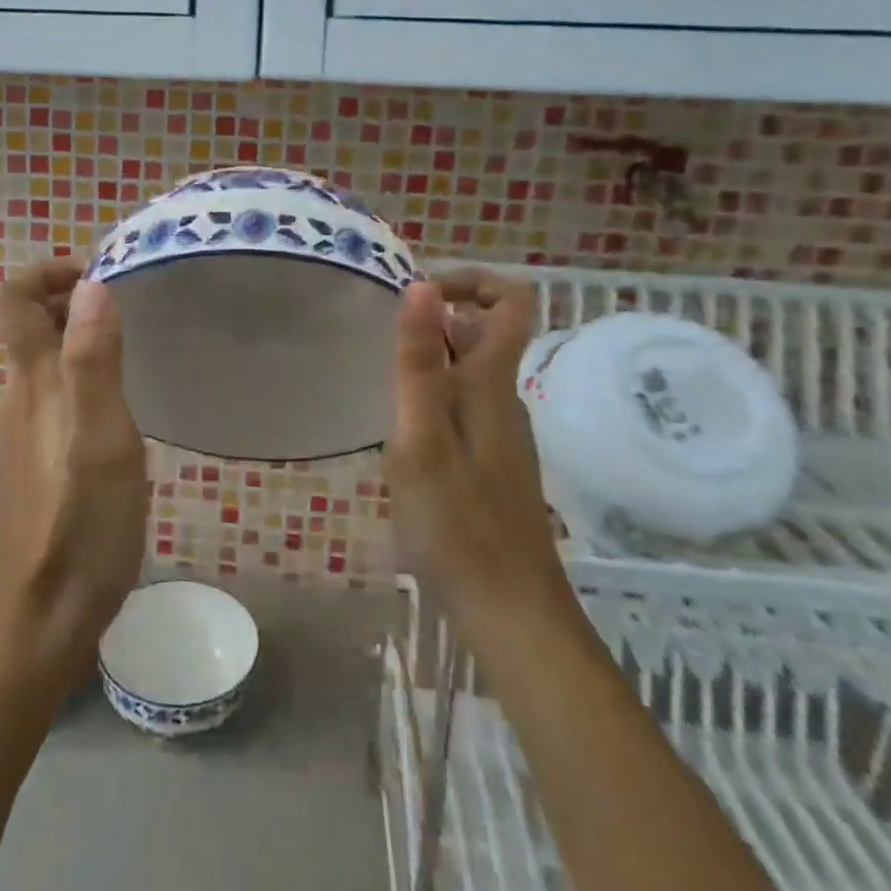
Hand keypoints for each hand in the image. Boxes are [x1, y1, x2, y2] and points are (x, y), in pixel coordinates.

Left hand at [0, 259, 145, 687]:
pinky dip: (82, 372)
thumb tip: (90, 284)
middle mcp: (19, 396)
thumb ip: (93, 360)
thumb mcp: (101, 437)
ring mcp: (24, 429)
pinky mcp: (38, 457)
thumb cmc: (82, 522)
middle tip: (128, 306)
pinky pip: (54, 391)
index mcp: (32, 382)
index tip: (96, 275)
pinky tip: (119, 404)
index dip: (45, 272)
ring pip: (44, 358)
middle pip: (28, 323)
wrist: (48, 614)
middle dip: (70, 297)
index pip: (13, 300)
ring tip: (133, 347)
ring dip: (79, 334)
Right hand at [389, 270, 565, 622]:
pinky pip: (462, 404)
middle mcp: (503, 398)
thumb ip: (418, 361)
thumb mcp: (422, 436)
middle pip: (485, 331)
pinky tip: (398, 433)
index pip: (512, 301)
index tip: (420, 290)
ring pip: (469, 370)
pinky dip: (431, 396)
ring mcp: (499, 432)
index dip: (472, 280)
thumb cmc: (458, 521)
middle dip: (434, 319)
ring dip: (428, 359)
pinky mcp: (490, 462)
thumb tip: (422, 285)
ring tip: (378, 383)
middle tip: (379, 339)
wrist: (510, 611)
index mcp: (491, 382)